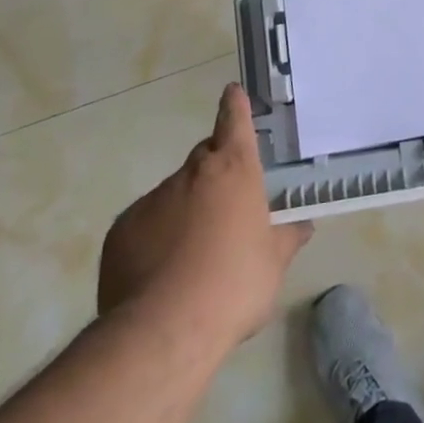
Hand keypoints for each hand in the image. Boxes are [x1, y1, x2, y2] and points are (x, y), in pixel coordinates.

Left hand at [98, 84, 310, 347]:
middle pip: (204, 158)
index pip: (234, 122)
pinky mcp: (121, 230)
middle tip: (226, 208)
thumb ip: (287, 238)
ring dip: (184, 210)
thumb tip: (302, 226)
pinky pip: (144, 223)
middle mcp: (191, 174)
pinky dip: (155, 236)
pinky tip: (162, 273)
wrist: (164, 331)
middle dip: (215, 173)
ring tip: (192, 255)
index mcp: (234, 171)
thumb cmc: (234, 285)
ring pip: (173, 194)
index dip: (234, 106)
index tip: (231, 91)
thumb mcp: (274, 264)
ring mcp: (152, 200)